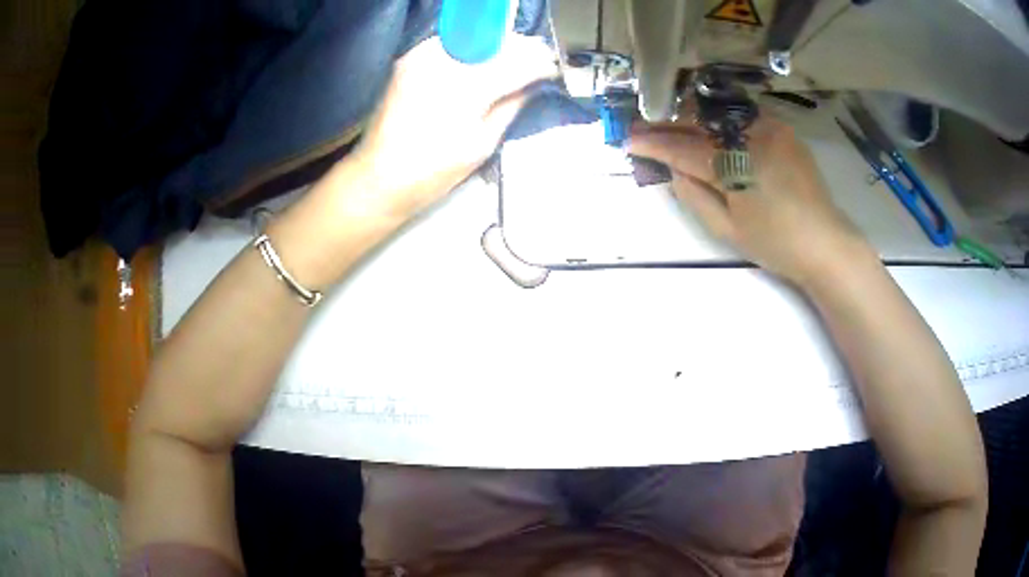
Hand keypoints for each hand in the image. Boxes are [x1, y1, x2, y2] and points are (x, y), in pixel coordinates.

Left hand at [348, 34, 556, 218]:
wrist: (377, 177)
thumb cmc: (432, 171)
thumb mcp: (482, 142)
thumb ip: (512, 105)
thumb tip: (535, 84)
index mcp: (466, 86)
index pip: (516, 61)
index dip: (540, 62)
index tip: (554, 68)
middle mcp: (443, 60)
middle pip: (496, 43)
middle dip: (522, 49)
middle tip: (542, 59)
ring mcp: (421, 55)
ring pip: (475, 40)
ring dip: (499, 47)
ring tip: (516, 61)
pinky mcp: (409, 58)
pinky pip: (453, 45)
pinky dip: (473, 51)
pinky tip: (484, 64)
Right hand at [629, 112, 872, 285]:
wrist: (825, 242)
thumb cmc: (776, 244)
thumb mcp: (727, 229)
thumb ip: (693, 194)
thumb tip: (672, 167)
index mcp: (736, 165)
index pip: (683, 148)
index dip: (653, 143)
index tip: (629, 140)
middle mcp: (751, 136)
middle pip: (699, 120)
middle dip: (668, 121)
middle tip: (644, 125)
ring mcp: (770, 127)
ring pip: (720, 112)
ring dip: (692, 116)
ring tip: (671, 123)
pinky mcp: (782, 128)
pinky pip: (743, 115)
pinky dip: (721, 118)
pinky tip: (709, 125)